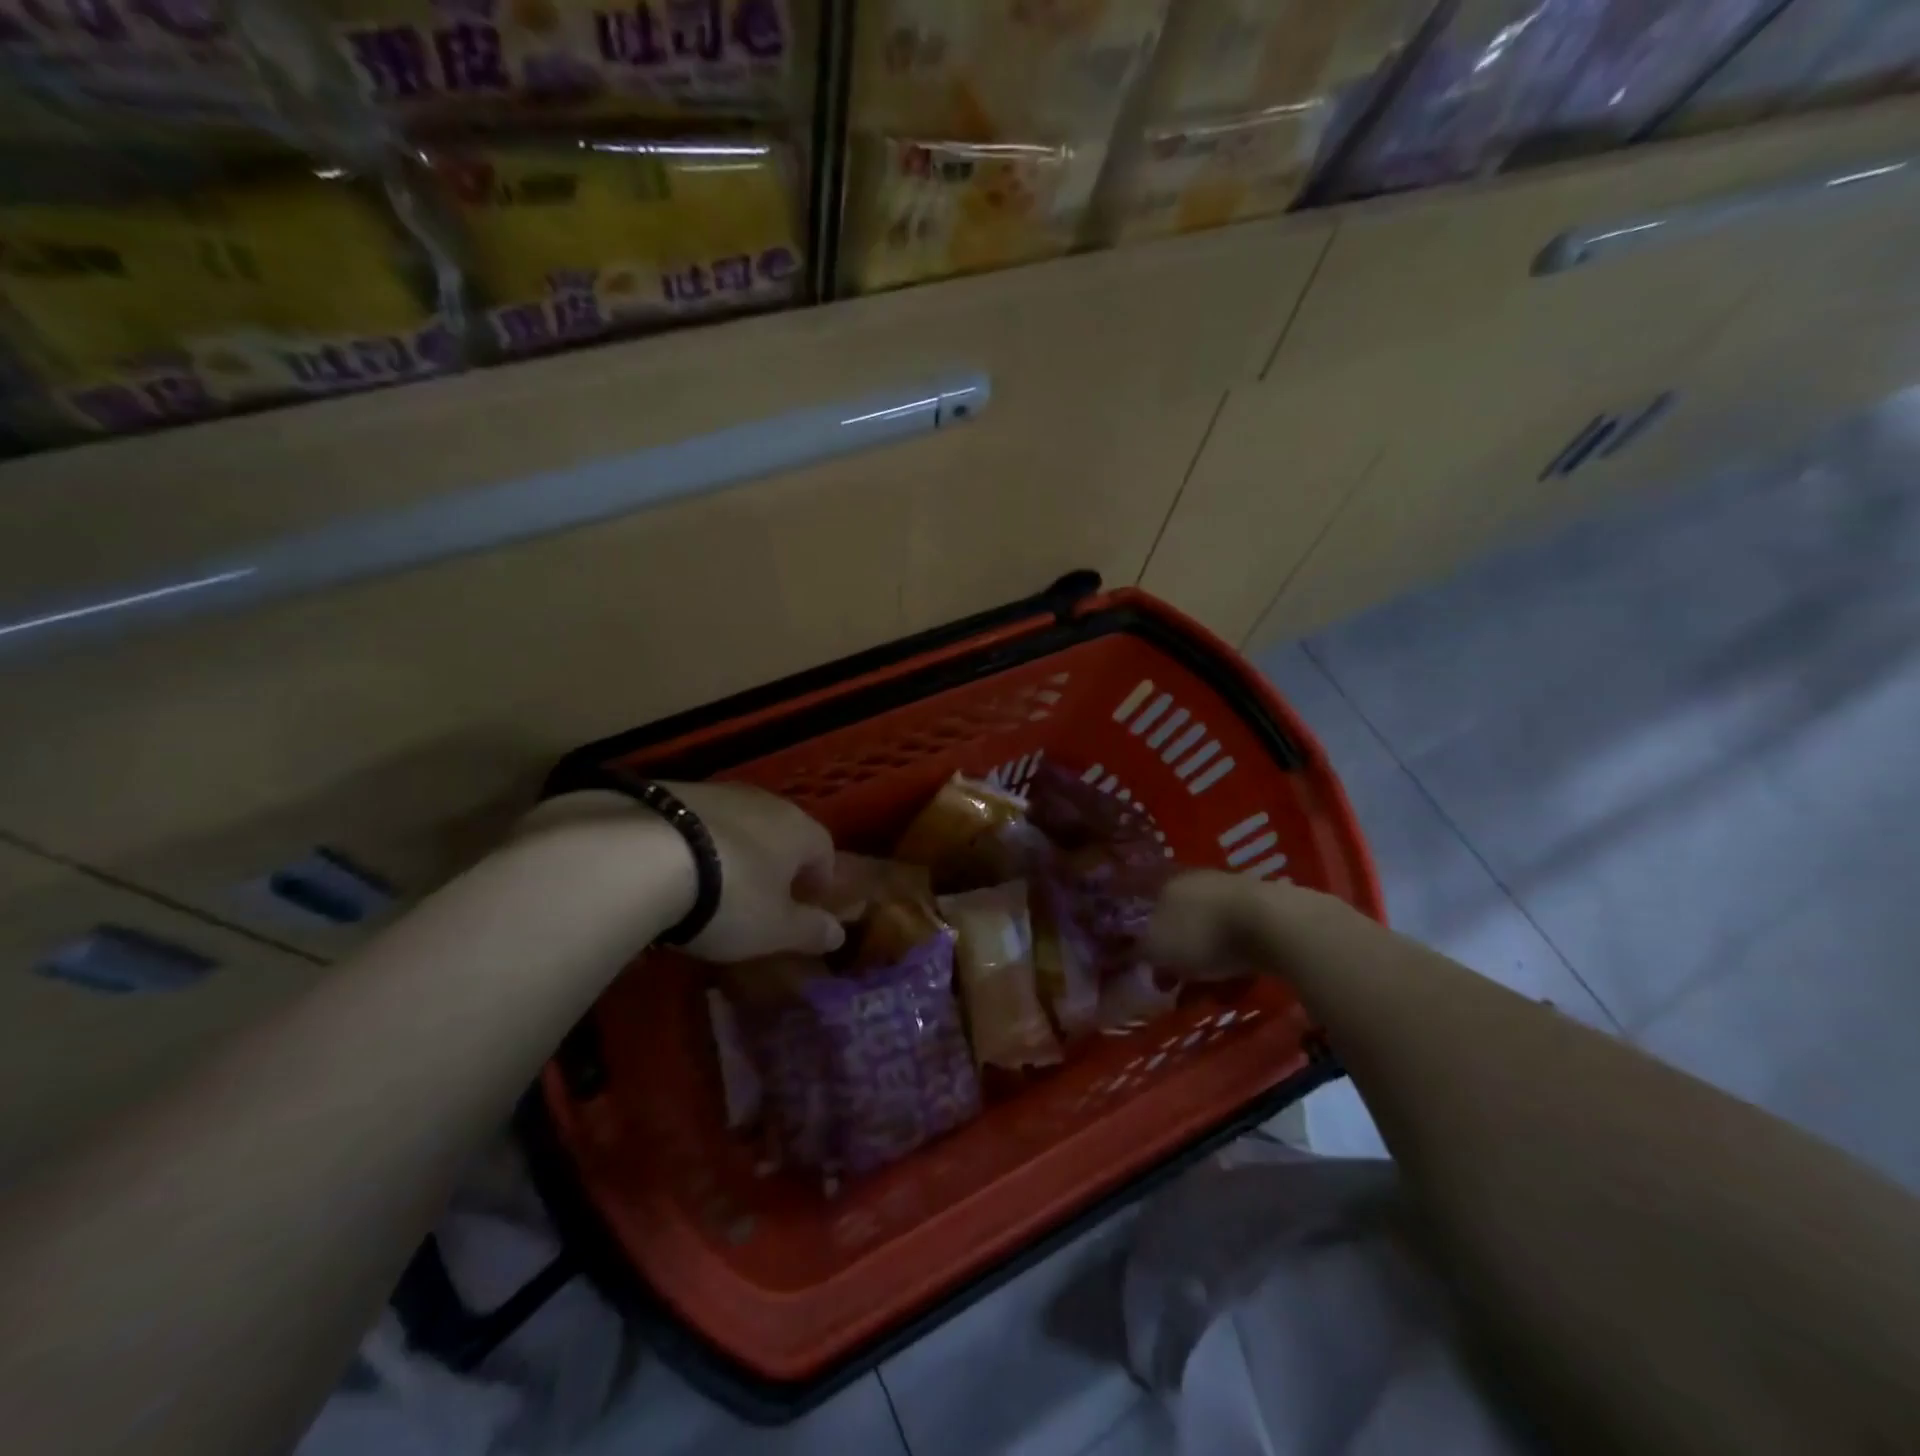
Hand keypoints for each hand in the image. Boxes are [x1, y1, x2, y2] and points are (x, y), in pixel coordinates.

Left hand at [664, 782, 845, 962]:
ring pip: (738, 823)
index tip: (809, 903)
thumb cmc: (729, 897)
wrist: (643, 855)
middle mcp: (764, 802)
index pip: (824, 849)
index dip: (820, 878)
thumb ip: (810, 931)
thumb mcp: (774, 929)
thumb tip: (839, 933)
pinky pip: (696, 821)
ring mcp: (716, 792)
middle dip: (777, 860)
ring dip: (734, 849)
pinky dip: (694, 843)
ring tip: (713, 884)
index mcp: (799, 829)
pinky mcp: (671, 791)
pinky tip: (674, 870)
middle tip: (763, 896)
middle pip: (781, 830)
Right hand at [1148, 869, 1327, 977]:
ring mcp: (1232, 891)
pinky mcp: (1263, 908)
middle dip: (1174, 953)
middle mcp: (1196, 880)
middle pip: (1177, 919)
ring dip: (1203, 959)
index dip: (1141, 939)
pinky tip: (1234, 982)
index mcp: (1166, 882)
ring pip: (1208, 930)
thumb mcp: (1157, 948)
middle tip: (1174, 984)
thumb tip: (1124, 953)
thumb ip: (1137, 951)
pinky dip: (1231, 959)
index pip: (1145, 906)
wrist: (1273, 925)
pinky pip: (1237, 938)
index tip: (1146, 968)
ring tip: (1206, 992)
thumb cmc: (1203, 933)